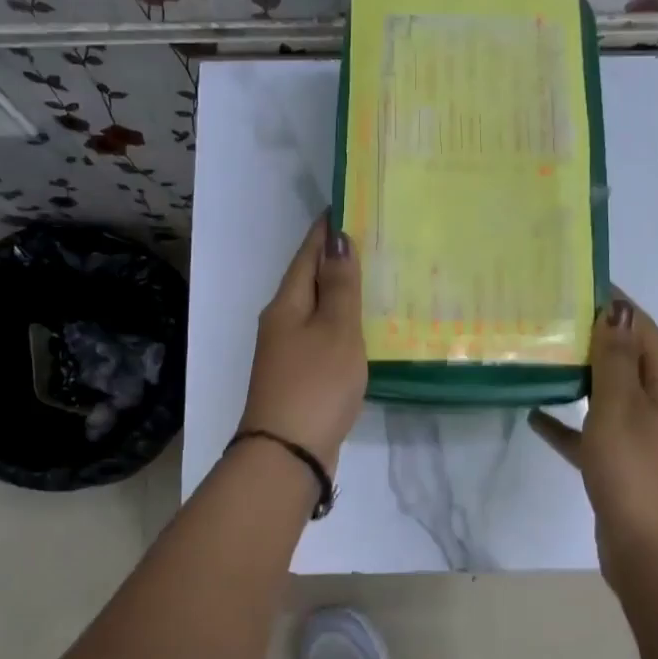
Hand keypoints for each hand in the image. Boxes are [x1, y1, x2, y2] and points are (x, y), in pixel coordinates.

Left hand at [237, 215, 366, 472]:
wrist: (287, 454)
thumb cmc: (315, 384)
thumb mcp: (335, 331)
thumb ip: (339, 287)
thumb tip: (337, 240)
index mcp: (286, 304)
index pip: (307, 254)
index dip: (326, 230)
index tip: (347, 205)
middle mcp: (281, 322)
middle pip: (309, 280)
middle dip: (335, 259)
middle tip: (373, 238)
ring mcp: (288, 352)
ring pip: (316, 310)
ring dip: (340, 292)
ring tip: (375, 277)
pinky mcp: (300, 376)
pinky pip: (322, 336)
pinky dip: (341, 324)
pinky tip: (363, 328)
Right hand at [531, 297, 657, 577]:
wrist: (648, 551)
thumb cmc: (634, 471)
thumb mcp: (619, 407)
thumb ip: (615, 358)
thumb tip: (616, 308)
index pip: (642, 330)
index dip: (613, 305)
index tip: (574, 285)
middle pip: (626, 360)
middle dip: (591, 339)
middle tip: (546, 319)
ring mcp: (643, 436)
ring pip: (609, 395)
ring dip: (579, 377)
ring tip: (540, 356)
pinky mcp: (623, 463)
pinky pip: (594, 432)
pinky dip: (570, 422)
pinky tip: (535, 415)